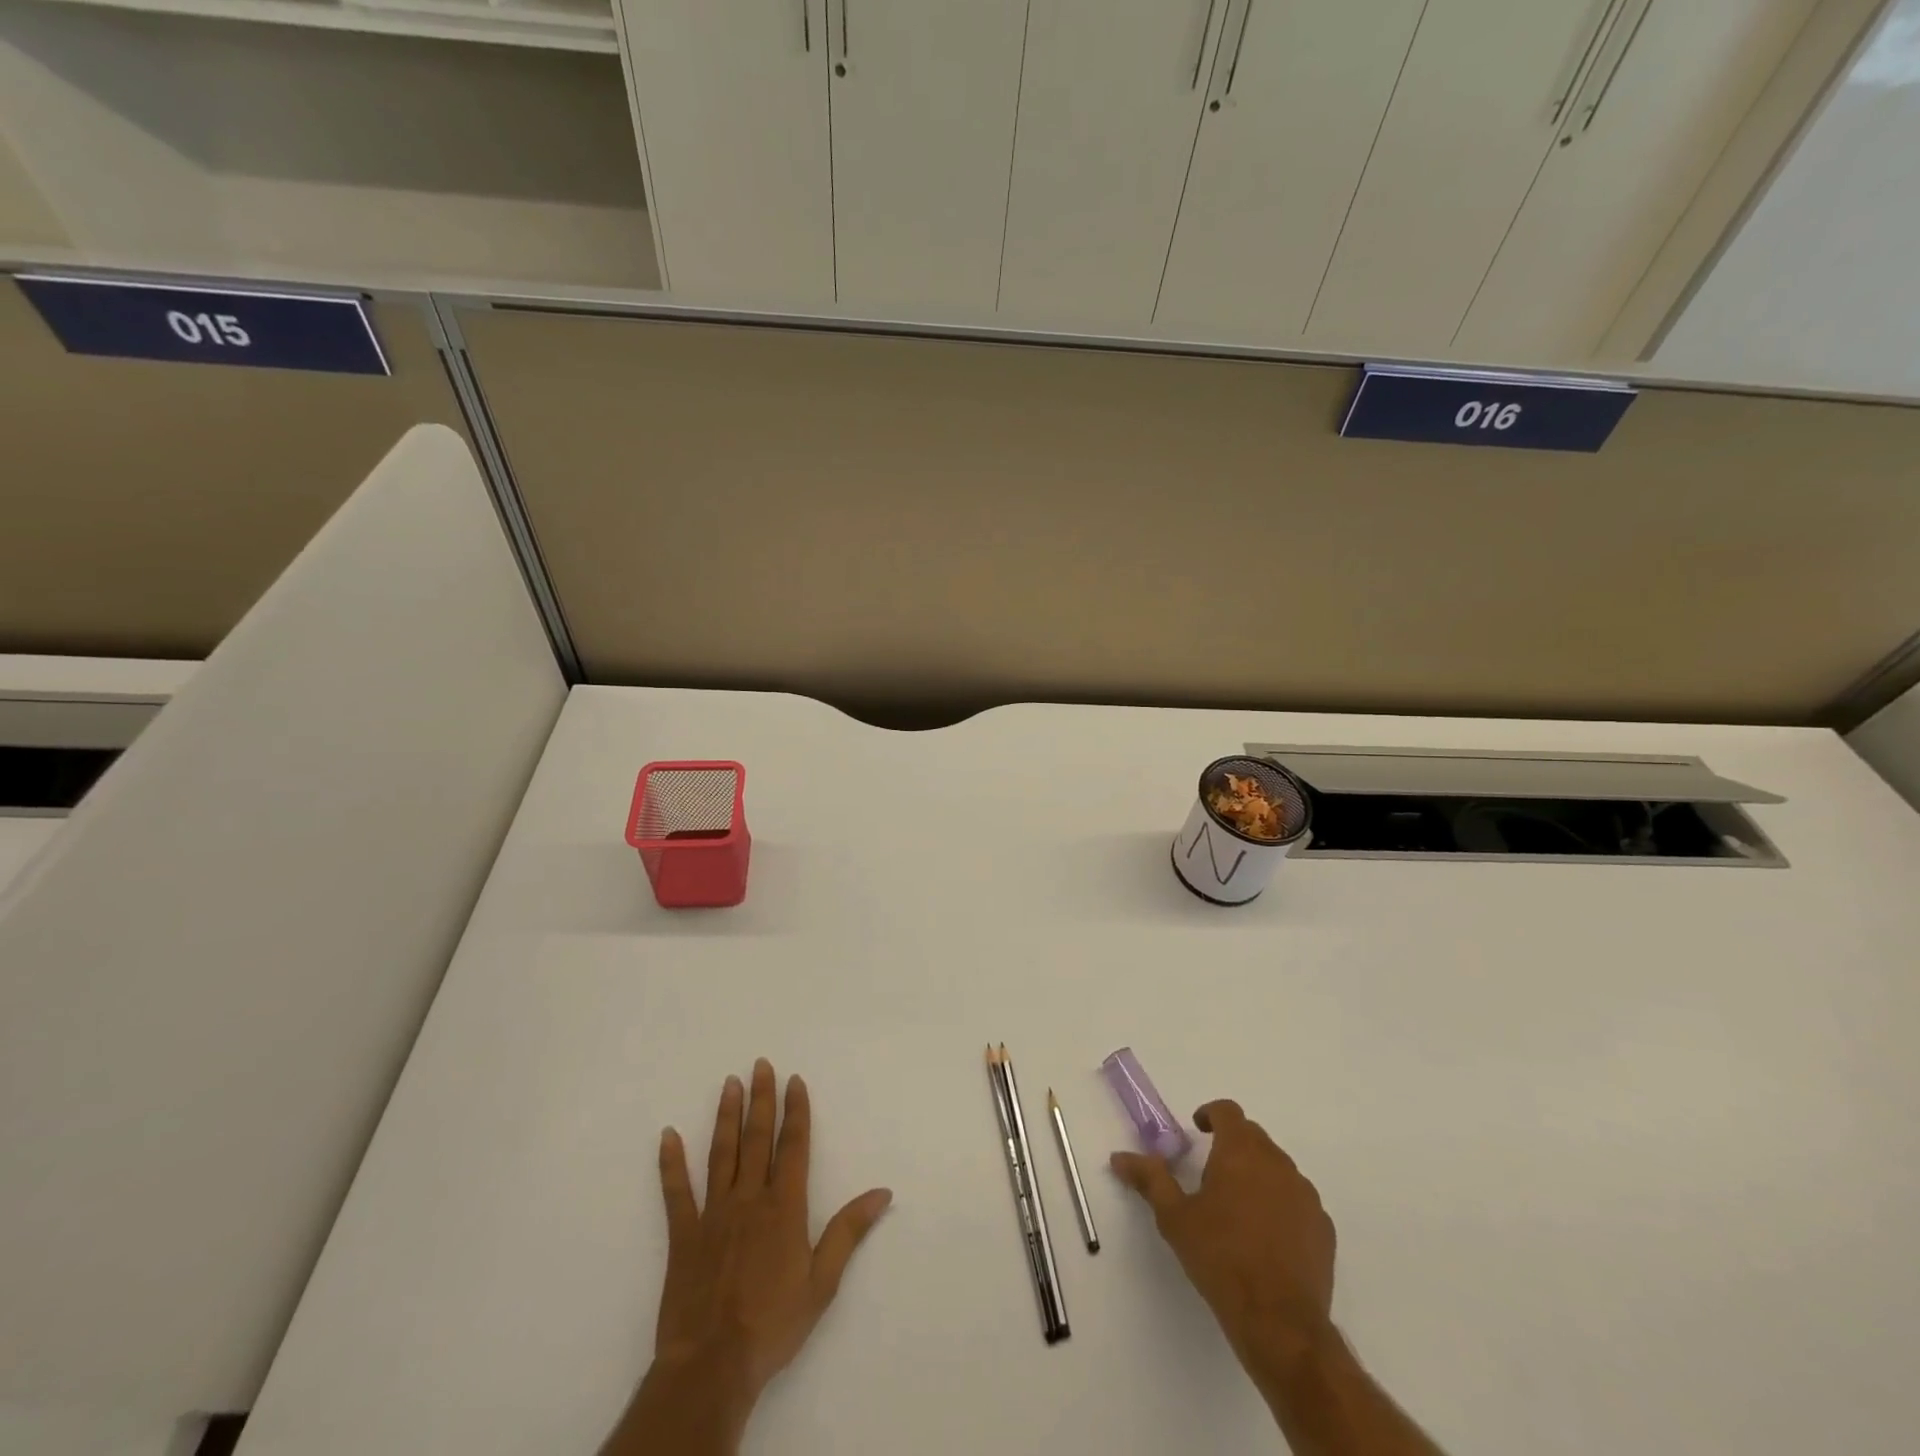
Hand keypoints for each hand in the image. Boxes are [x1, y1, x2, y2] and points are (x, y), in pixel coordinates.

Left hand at [602, 1059, 892, 1455]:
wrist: (713, 1365)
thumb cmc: (773, 1324)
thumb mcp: (823, 1281)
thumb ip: (849, 1231)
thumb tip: (882, 1191)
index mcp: (784, 1207)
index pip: (793, 1146)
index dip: (796, 1111)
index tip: (795, 1080)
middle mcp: (749, 1198)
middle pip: (757, 1139)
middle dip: (762, 1099)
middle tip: (761, 1064)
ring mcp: (713, 1214)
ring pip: (722, 1153)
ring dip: (726, 1116)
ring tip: (729, 1083)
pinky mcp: (683, 1235)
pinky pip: (676, 1192)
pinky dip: (671, 1163)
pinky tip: (668, 1135)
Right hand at [1111, 1099, 1335, 1381]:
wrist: (1280, 1322)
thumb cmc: (1220, 1258)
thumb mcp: (1174, 1218)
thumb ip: (1150, 1179)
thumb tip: (1120, 1156)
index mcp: (1240, 1151)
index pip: (1228, 1112)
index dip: (1211, 1115)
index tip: (1198, 1130)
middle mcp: (1277, 1162)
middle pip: (1253, 1137)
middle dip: (1232, 1145)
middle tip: (1211, 1172)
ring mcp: (1305, 1195)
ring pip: (1277, 1168)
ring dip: (1257, 1175)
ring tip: (1237, 1208)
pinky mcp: (1323, 1228)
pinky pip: (1297, 1201)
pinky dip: (1280, 1205)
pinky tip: (1265, 1237)